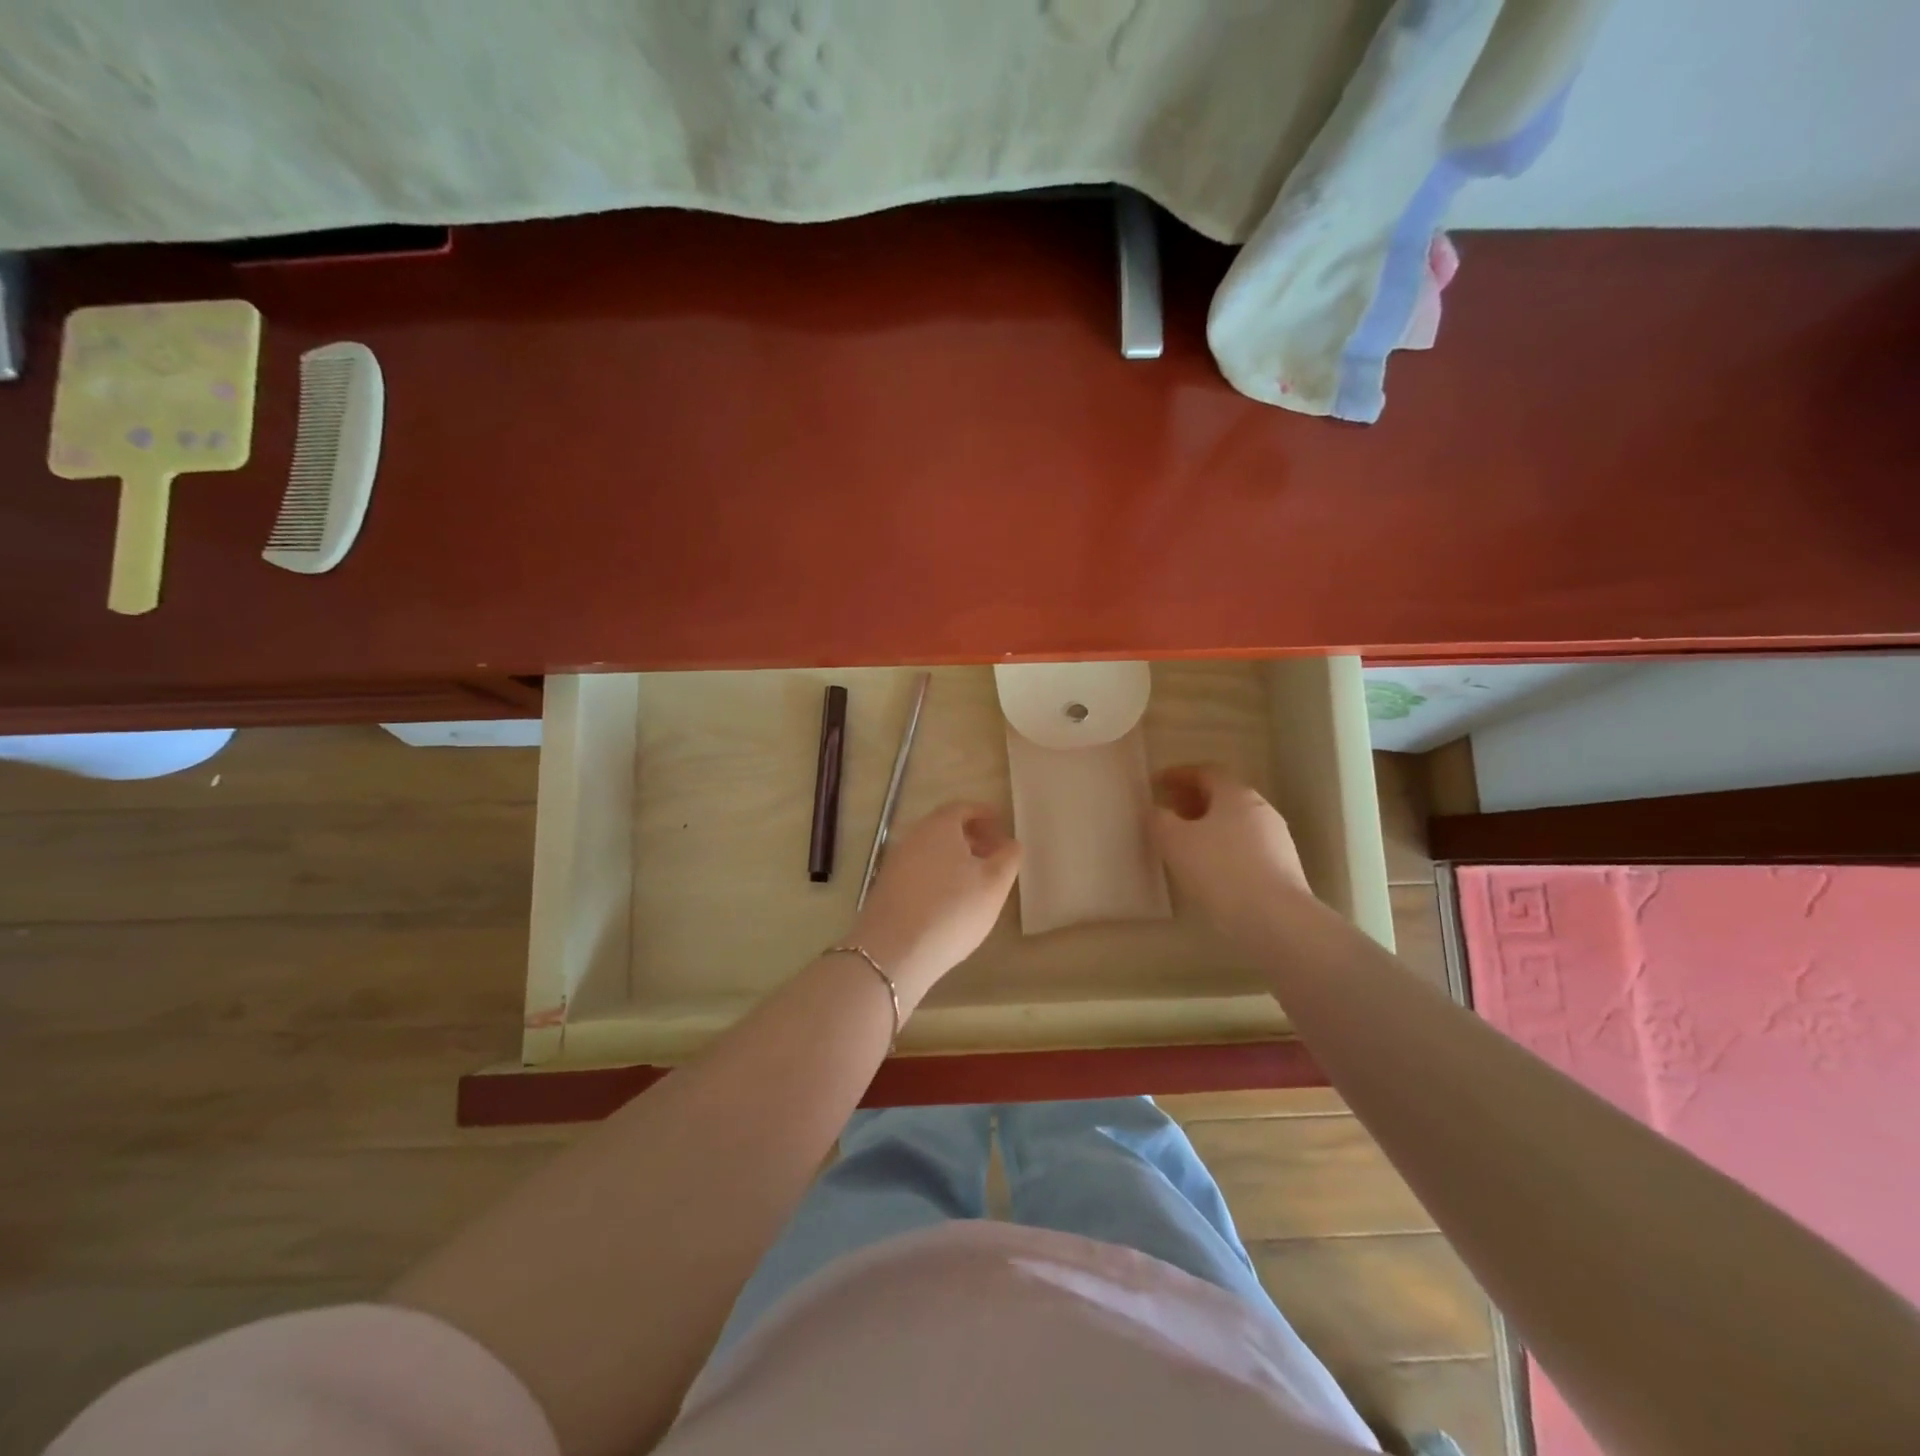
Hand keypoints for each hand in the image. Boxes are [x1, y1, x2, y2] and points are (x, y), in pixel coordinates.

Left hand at [848, 802, 1021, 1007]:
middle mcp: (913, 837)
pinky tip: (949, 902)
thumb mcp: (994, 885)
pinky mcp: (886, 887)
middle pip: (945, 828)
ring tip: (975, 882)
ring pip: (930, 850)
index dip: (985, 815)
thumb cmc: (953, 910)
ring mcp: (895, 862)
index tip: (1002, 827)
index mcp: (939, 826)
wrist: (894, 951)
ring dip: (954, 858)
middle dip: (971, 837)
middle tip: (993, 855)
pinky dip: (937, 875)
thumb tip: (1010, 843)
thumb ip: (1008, 858)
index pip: (963, 808)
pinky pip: (918, 870)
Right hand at [1151, 765, 1315, 939]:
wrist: (1276, 919)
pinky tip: (1209, 868)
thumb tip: (1156, 810)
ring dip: (1208, 825)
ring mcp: (1276, 838)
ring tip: (1184, 843)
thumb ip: (1158, 820)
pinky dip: (1223, 846)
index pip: (1205, 771)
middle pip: (1222, 795)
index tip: (1156, 783)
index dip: (1178, 774)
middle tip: (1168, 811)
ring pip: (1235, 821)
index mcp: (1235, 794)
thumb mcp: (1174, 842)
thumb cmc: (1220, 870)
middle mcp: (1260, 808)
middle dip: (1192, 800)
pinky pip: (1245, 846)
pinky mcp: (1283, 867)